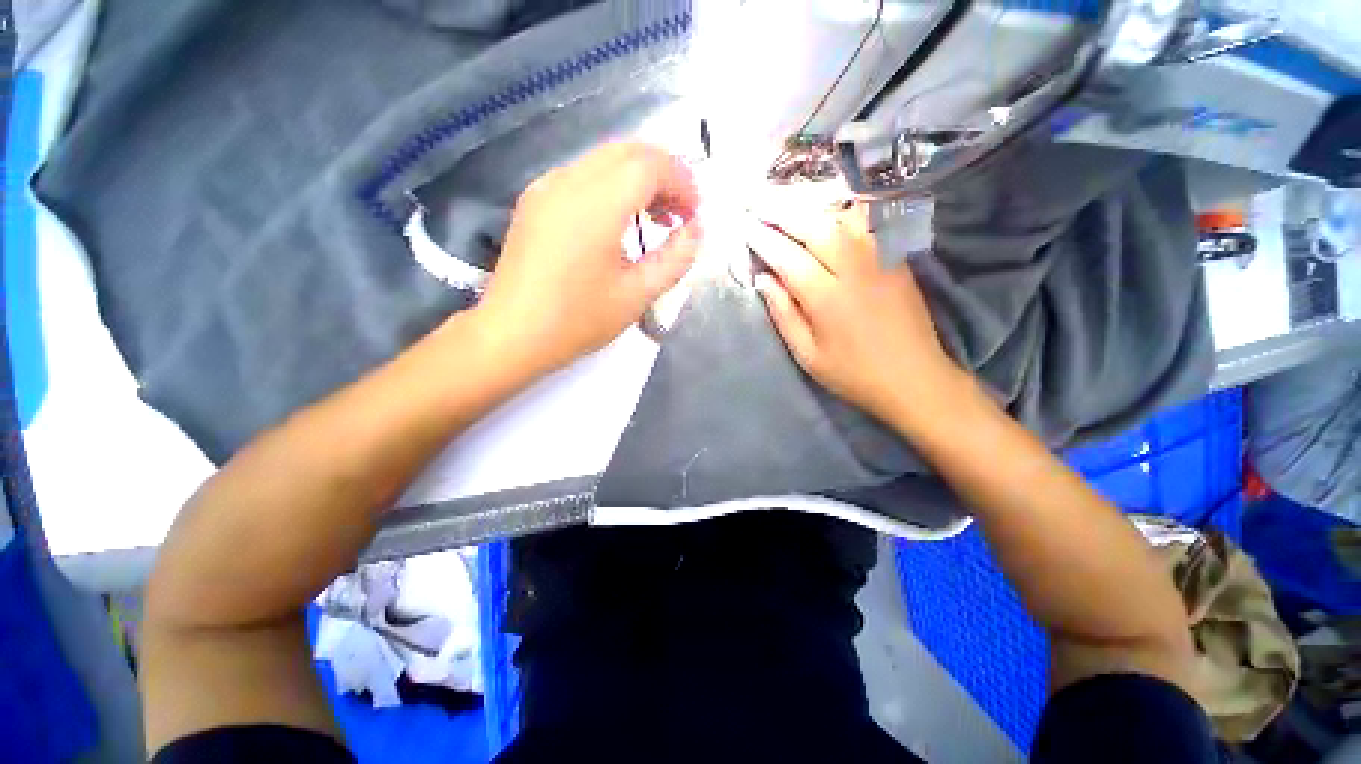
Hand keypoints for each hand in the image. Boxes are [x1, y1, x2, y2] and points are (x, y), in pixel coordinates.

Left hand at [473, 142, 702, 374]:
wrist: (512, 335)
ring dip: (638, 179)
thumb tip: (695, 230)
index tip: (694, 215)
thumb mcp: (637, 295)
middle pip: (627, 152)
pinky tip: (618, 222)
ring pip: (604, 160)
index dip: (681, 182)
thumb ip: (675, 259)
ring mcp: (546, 187)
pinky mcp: (535, 201)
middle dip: (664, 175)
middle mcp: (568, 181)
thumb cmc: (578, 320)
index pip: (649, 165)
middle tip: (679, 215)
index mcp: (596, 205)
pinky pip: (583, 176)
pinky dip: (612, 187)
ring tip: (653, 219)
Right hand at [747, 200, 961, 425]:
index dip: (763, 240)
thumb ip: (784, 315)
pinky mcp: (896, 257)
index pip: (787, 257)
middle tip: (758, 203)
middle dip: (781, 212)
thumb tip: (763, 280)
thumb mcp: (808, 355)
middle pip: (814, 226)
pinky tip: (828, 210)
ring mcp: (879, 258)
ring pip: (841, 217)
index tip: (745, 226)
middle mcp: (853, 268)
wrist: (915, 378)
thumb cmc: (853, 373)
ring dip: (811, 207)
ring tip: (788, 203)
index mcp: (827, 297)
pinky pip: (867, 223)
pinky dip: (843, 211)